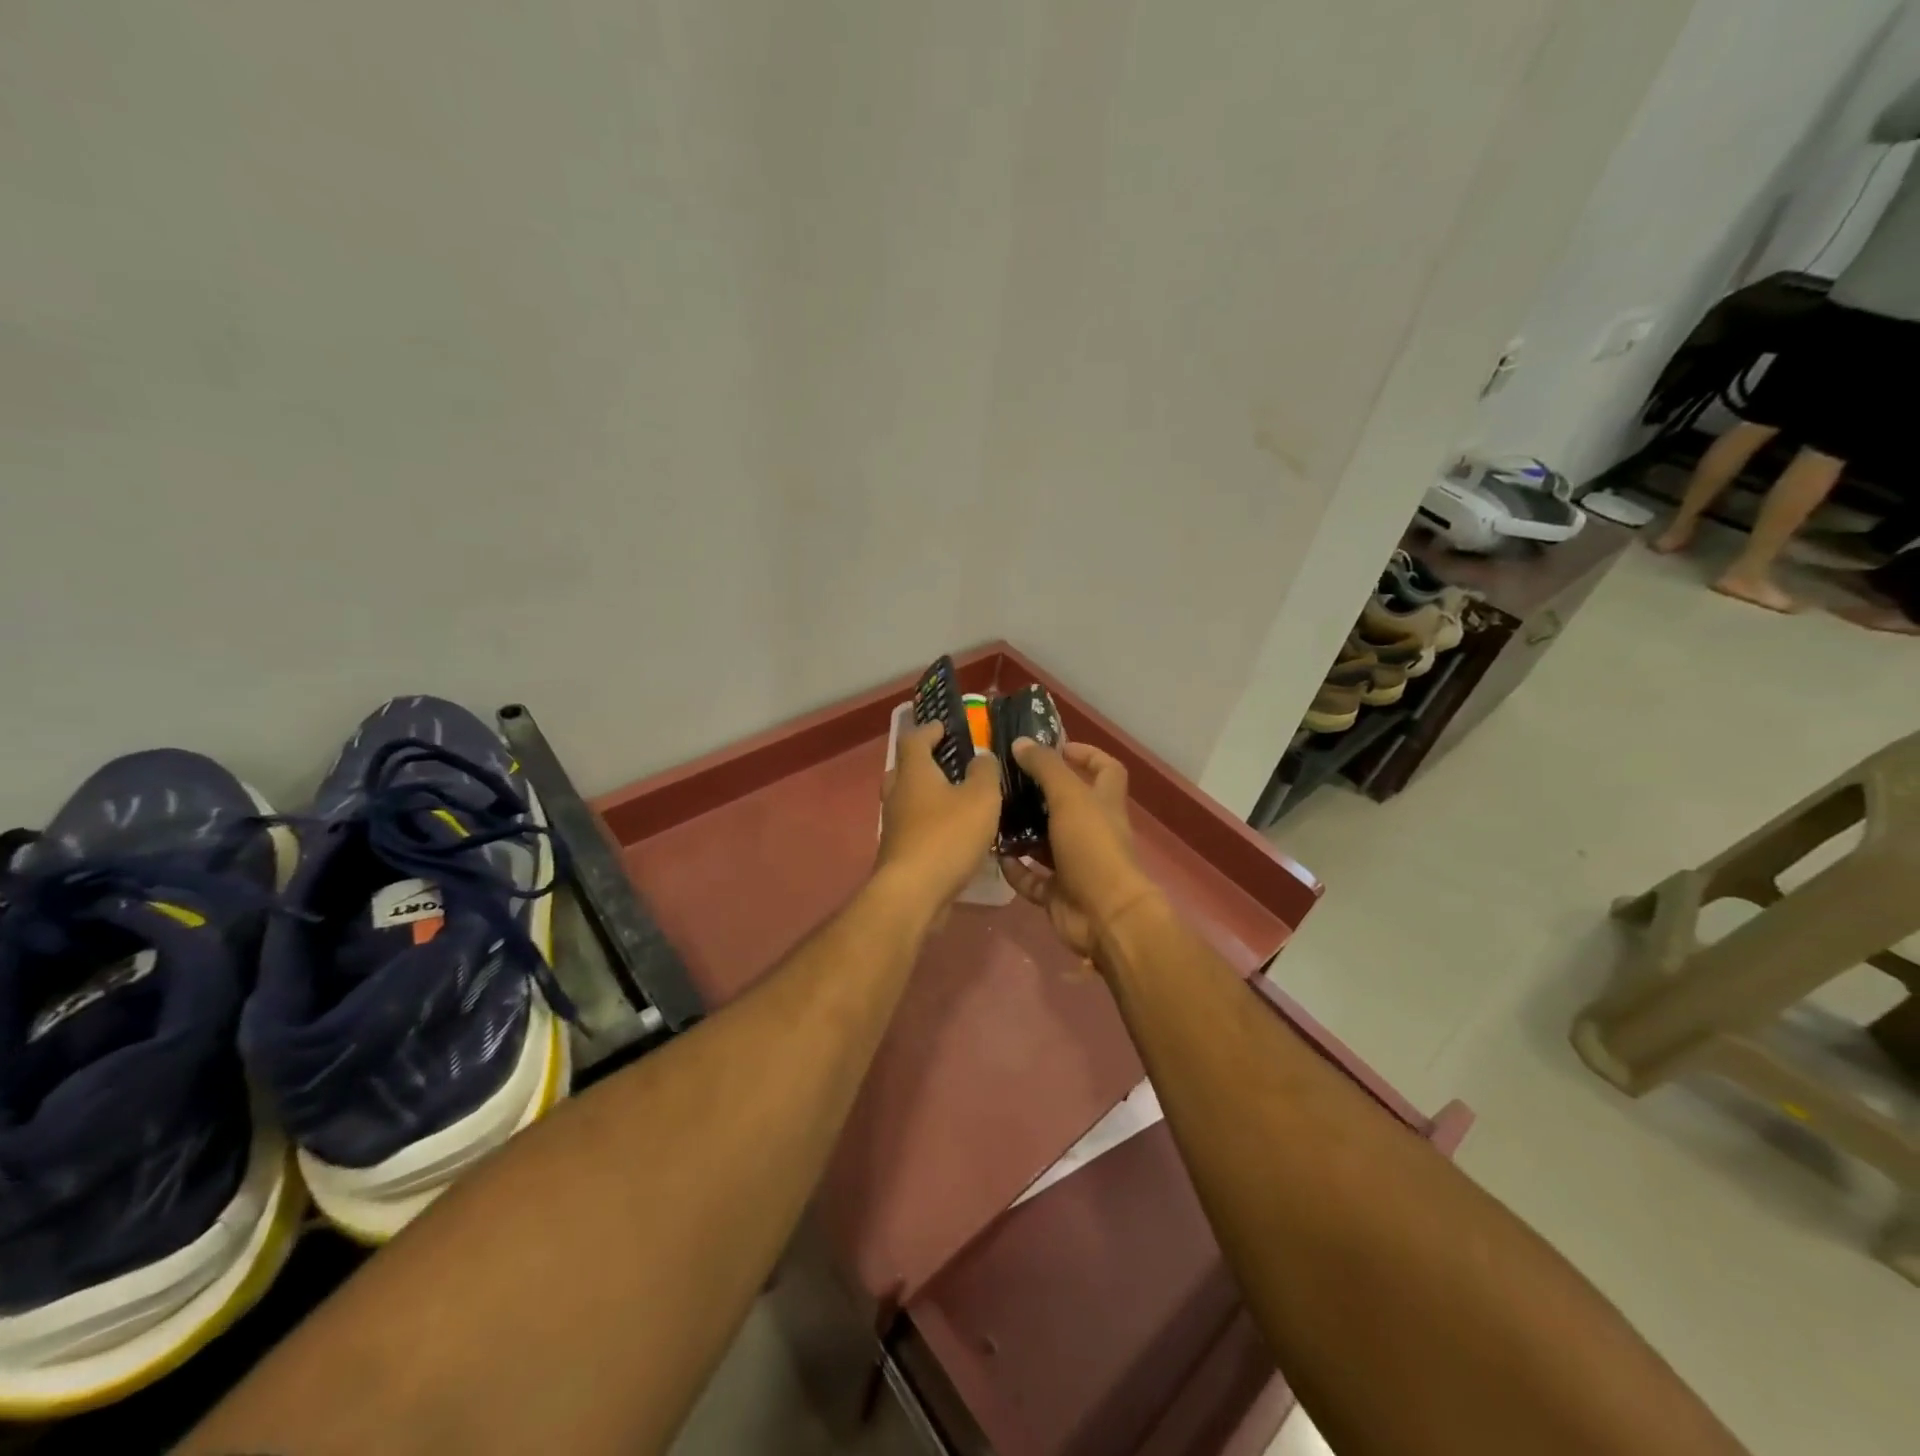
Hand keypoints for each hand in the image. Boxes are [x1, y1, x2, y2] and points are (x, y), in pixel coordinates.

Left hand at [876, 724, 1003, 916]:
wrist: (913, 893)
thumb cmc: (947, 837)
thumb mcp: (981, 798)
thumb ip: (985, 772)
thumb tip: (981, 757)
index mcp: (914, 773)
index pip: (914, 739)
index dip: (929, 729)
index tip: (944, 726)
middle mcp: (898, 795)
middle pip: (905, 769)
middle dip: (925, 763)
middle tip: (950, 763)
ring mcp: (894, 826)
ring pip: (908, 800)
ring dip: (928, 795)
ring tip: (957, 799)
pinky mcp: (898, 853)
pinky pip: (914, 827)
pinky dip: (930, 823)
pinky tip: (953, 834)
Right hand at [999, 740, 1162, 964]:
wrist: (1104, 916)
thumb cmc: (1092, 848)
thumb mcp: (1069, 798)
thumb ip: (1046, 768)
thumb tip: (1022, 742)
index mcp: (1104, 804)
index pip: (1106, 769)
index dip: (1087, 754)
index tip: (1056, 747)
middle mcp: (1092, 831)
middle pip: (1068, 805)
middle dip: (1040, 793)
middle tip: (1007, 781)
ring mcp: (1076, 864)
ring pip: (1046, 842)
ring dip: (1022, 831)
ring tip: (992, 814)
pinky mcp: (1059, 892)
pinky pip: (1033, 878)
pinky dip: (1016, 869)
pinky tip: (994, 855)